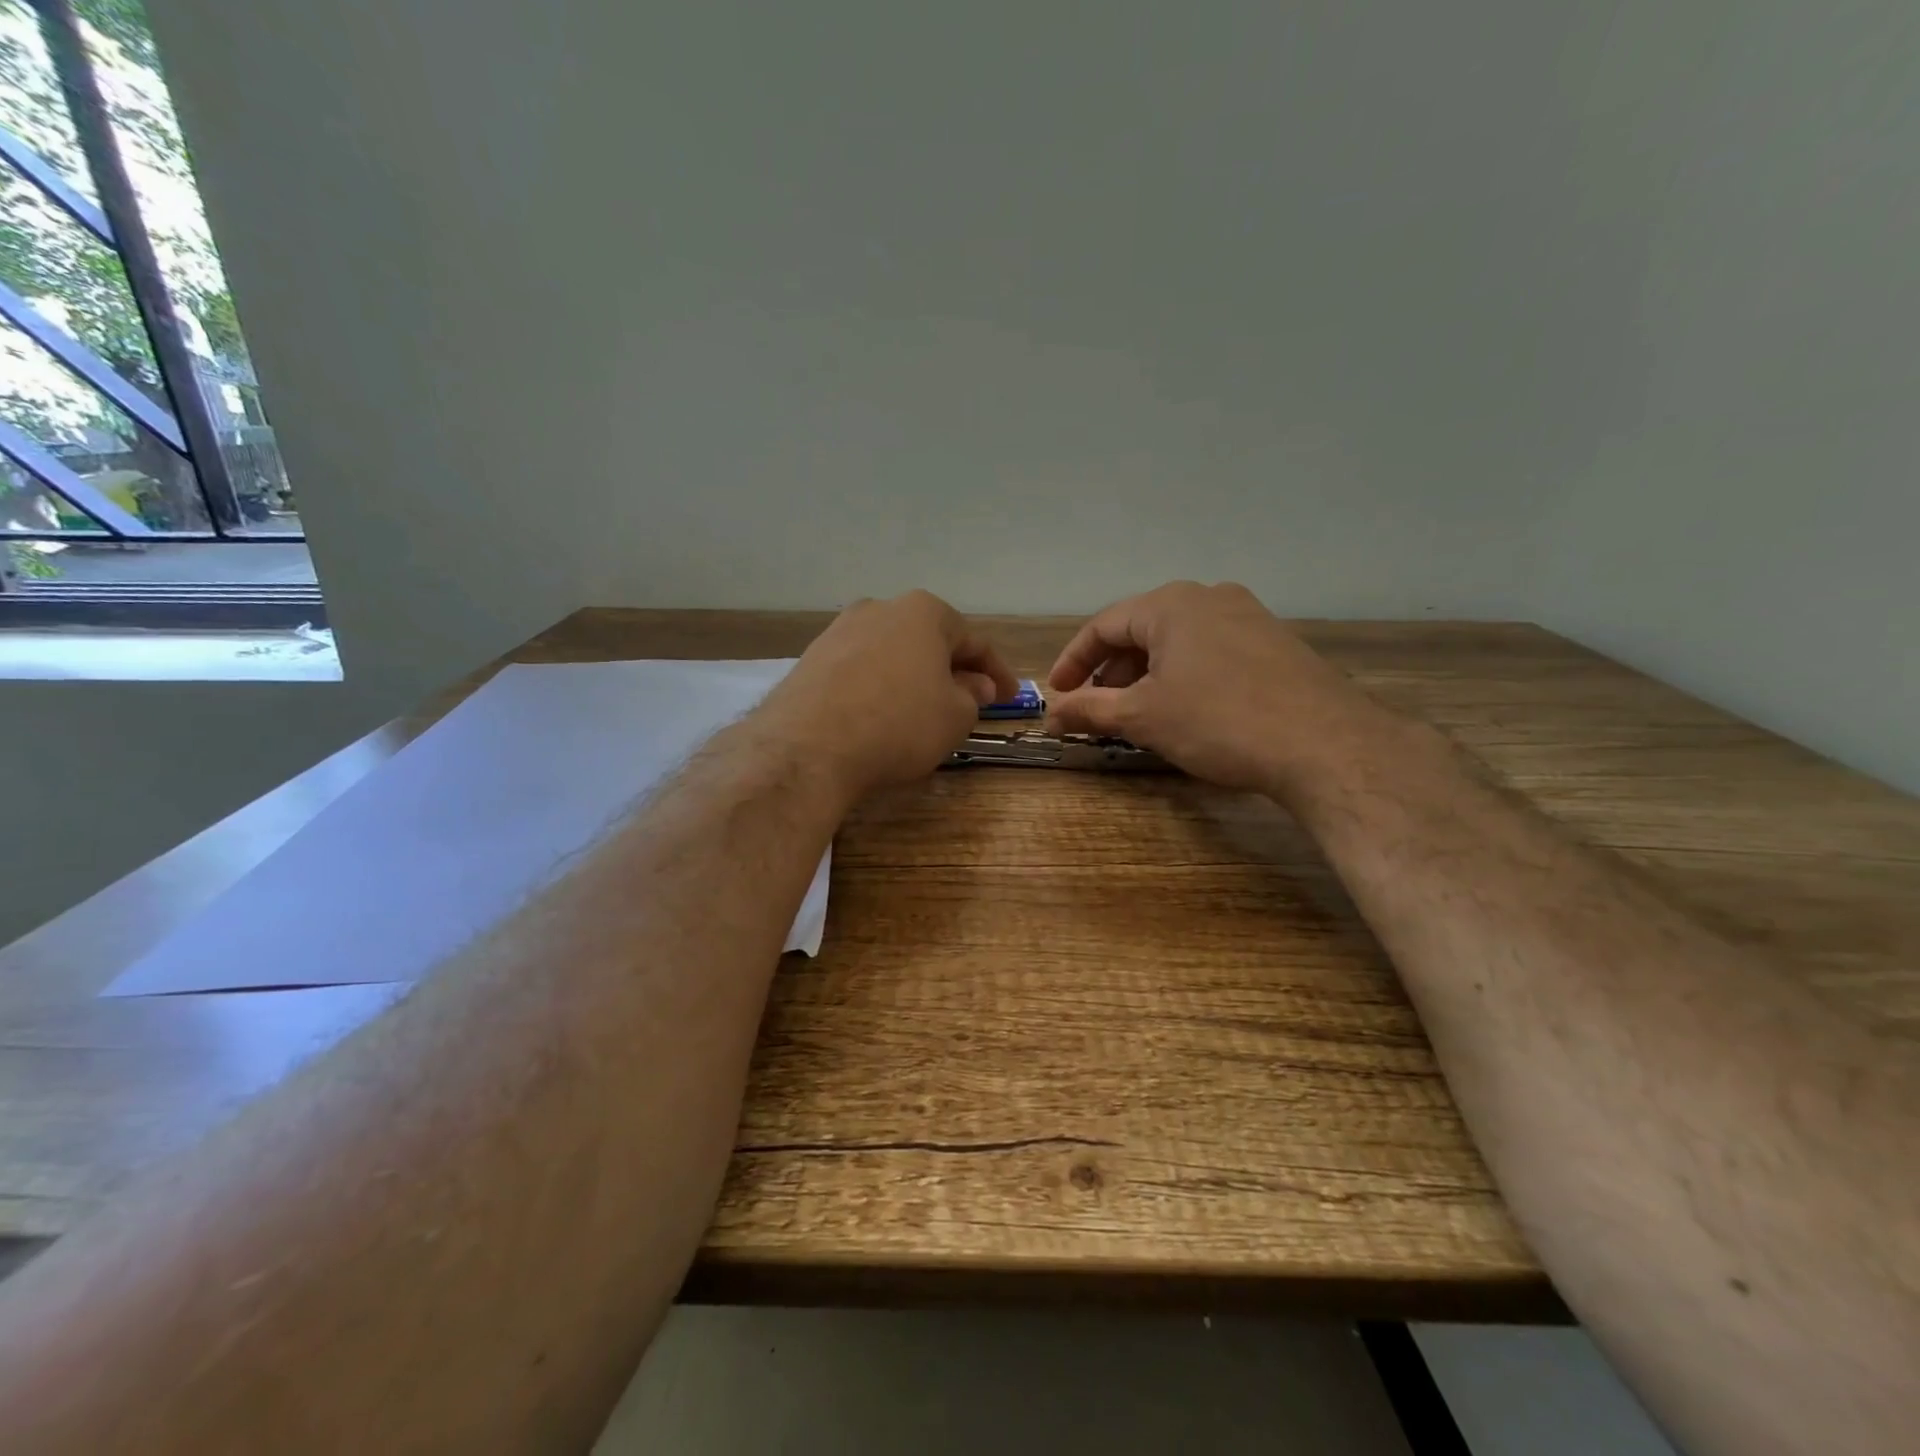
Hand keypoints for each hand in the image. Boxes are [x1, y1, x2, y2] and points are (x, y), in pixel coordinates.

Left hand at [763, 591, 1018, 802]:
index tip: (1011, 696)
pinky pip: (861, 670)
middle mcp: (880, 609)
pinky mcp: (811, 658)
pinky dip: (880, 688)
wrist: (809, 746)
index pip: (973, 641)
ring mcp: (840, 631)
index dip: (997, 672)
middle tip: (971, 701)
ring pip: (893, 654)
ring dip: (914, 678)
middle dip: (953, 670)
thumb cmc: (899, 724)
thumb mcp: (955, 716)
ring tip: (925, 710)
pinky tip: (882, 715)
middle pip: (929, 641)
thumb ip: (972, 696)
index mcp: (923, 612)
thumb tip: (973, 685)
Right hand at [1044, 581, 1369, 793]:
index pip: (1104, 626)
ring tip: (1138, 714)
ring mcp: (1248, 616)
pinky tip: (1185, 710)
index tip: (1057, 694)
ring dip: (1147, 676)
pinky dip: (1183, 676)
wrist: (1324, 744)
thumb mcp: (1142, 717)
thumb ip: (1090, 710)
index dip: (1073, 661)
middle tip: (1096, 709)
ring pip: (1178, 642)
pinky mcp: (1274, 643)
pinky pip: (1211, 651)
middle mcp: (1209, 597)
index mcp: (1171, 604)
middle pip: (1141, 630)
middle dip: (1111, 671)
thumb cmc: (1218, 721)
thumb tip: (1050, 715)